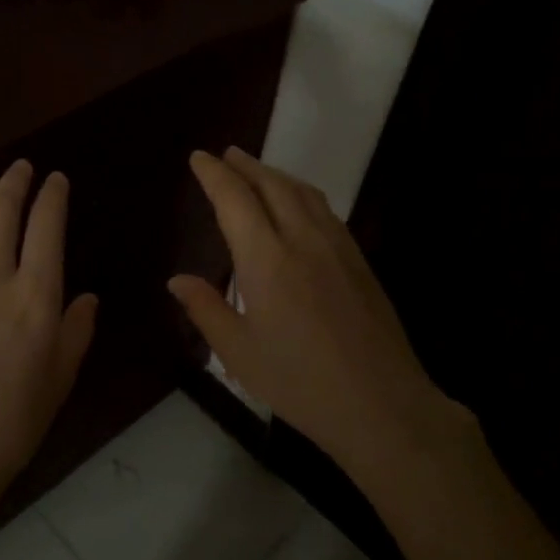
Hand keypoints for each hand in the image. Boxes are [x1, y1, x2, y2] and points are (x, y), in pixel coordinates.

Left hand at [0, 160, 98, 521]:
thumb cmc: (14, 420)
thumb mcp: (61, 377)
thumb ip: (77, 330)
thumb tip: (88, 297)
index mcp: (36, 296)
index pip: (47, 226)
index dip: (52, 196)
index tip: (56, 180)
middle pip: (2, 211)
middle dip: (15, 182)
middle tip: (21, 168)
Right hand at [168, 147, 473, 484]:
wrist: (381, 404)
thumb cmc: (300, 382)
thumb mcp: (239, 353)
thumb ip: (206, 309)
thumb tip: (177, 280)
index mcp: (267, 260)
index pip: (235, 200)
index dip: (214, 175)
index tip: (199, 158)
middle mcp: (303, 241)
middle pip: (272, 185)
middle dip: (246, 165)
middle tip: (225, 154)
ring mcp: (337, 248)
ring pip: (304, 193)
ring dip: (276, 174)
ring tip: (257, 171)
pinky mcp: (359, 262)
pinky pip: (326, 211)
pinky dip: (302, 194)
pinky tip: (299, 206)